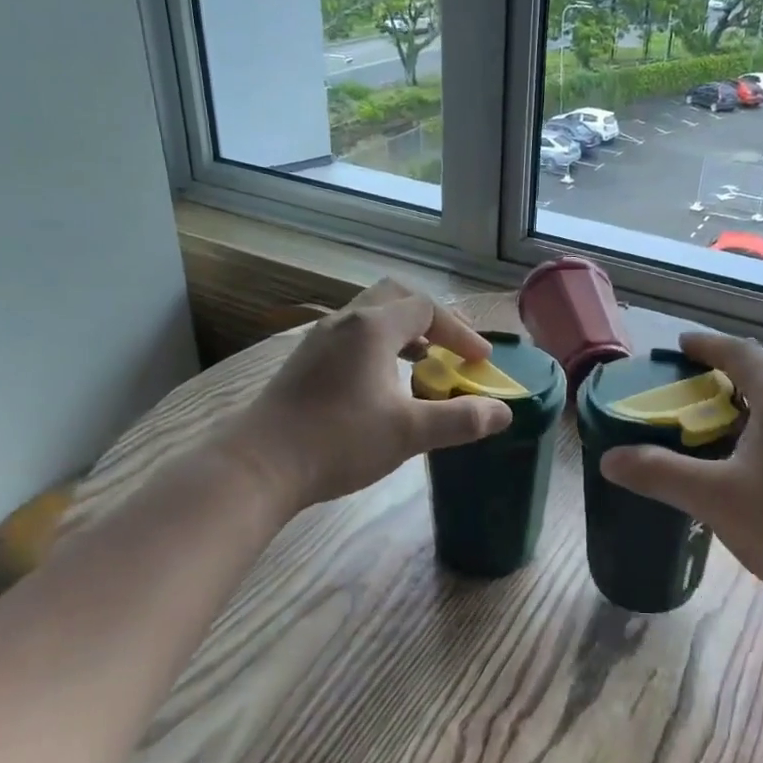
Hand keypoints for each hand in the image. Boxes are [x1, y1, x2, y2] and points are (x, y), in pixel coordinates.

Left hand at [231, 280, 510, 511]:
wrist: (259, 466)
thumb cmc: (338, 441)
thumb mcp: (408, 433)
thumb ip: (460, 419)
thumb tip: (503, 412)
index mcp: (372, 327)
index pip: (426, 308)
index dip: (460, 331)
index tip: (481, 361)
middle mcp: (344, 321)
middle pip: (395, 297)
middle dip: (431, 317)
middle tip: (453, 345)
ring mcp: (318, 339)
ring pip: (369, 316)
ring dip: (403, 330)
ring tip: (424, 360)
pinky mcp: (303, 361)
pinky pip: (351, 335)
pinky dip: (379, 345)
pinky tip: (382, 382)